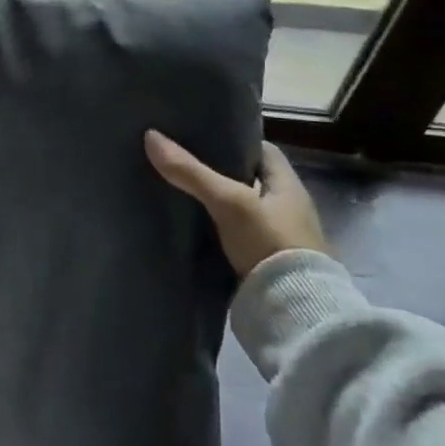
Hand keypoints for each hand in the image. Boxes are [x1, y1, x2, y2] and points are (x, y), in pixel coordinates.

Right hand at [144, 134, 327, 278]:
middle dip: (221, 171)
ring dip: (218, 202)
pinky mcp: (266, 262)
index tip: (203, 136)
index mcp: (289, 185)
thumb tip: (151, 136)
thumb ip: (191, 172)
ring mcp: (278, 237)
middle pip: (250, 179)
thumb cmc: (269, 242)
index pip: (263, 150)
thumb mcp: (228, 202)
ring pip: (242, 208)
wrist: (293, 310)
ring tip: (180, 191)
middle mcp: (288, 208)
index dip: (236, 140)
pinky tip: (193, 226)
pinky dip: (218, 228)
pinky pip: (238, 234)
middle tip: (183, 162)